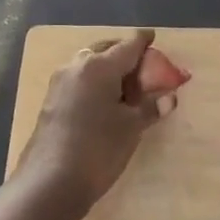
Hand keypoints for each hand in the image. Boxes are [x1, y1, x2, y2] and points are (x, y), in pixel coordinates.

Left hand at [17, 29, 175, 210]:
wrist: (49, 183)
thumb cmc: (97, 150)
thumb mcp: (131, 129)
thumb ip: (150, 108)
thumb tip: (170, 97)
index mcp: (100, 66)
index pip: (128, 45)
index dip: (143, 41)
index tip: (152, 36)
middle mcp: (78, 64)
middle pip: (106, 48)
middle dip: (124, 52)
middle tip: (141, 65)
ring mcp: (61, 80)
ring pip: (89, 62)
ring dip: (107, 67)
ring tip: (124, 86)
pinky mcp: (51, 98)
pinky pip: (78, 78)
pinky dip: (94, 80)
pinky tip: (102, 100)